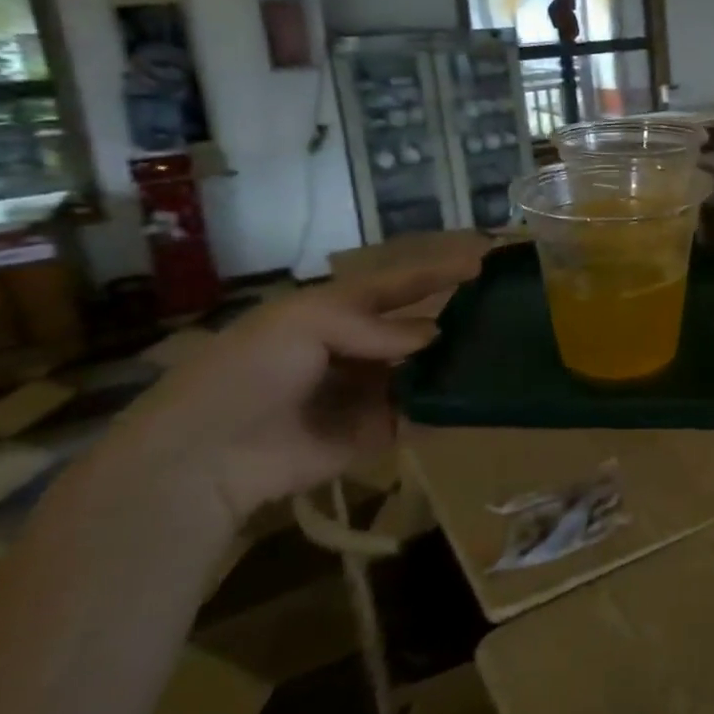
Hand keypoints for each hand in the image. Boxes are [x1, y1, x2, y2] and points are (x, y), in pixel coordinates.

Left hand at [104, 259, 481, 526]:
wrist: (209, 454)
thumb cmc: (252, 371)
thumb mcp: (305, 323)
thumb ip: (374, 325)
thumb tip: (432, 336)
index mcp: (337, 312)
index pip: (398, 285)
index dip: (437, 272)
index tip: (483, 259)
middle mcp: (359, 348)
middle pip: (417, 328)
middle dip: (455, 318)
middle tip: (504, 309)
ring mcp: (370, 391)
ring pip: (425, 370)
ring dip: (455, 362)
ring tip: (504, 350)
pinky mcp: (376, 433)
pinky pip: (420, 414)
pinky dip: (444, 405)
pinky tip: (478, 393)